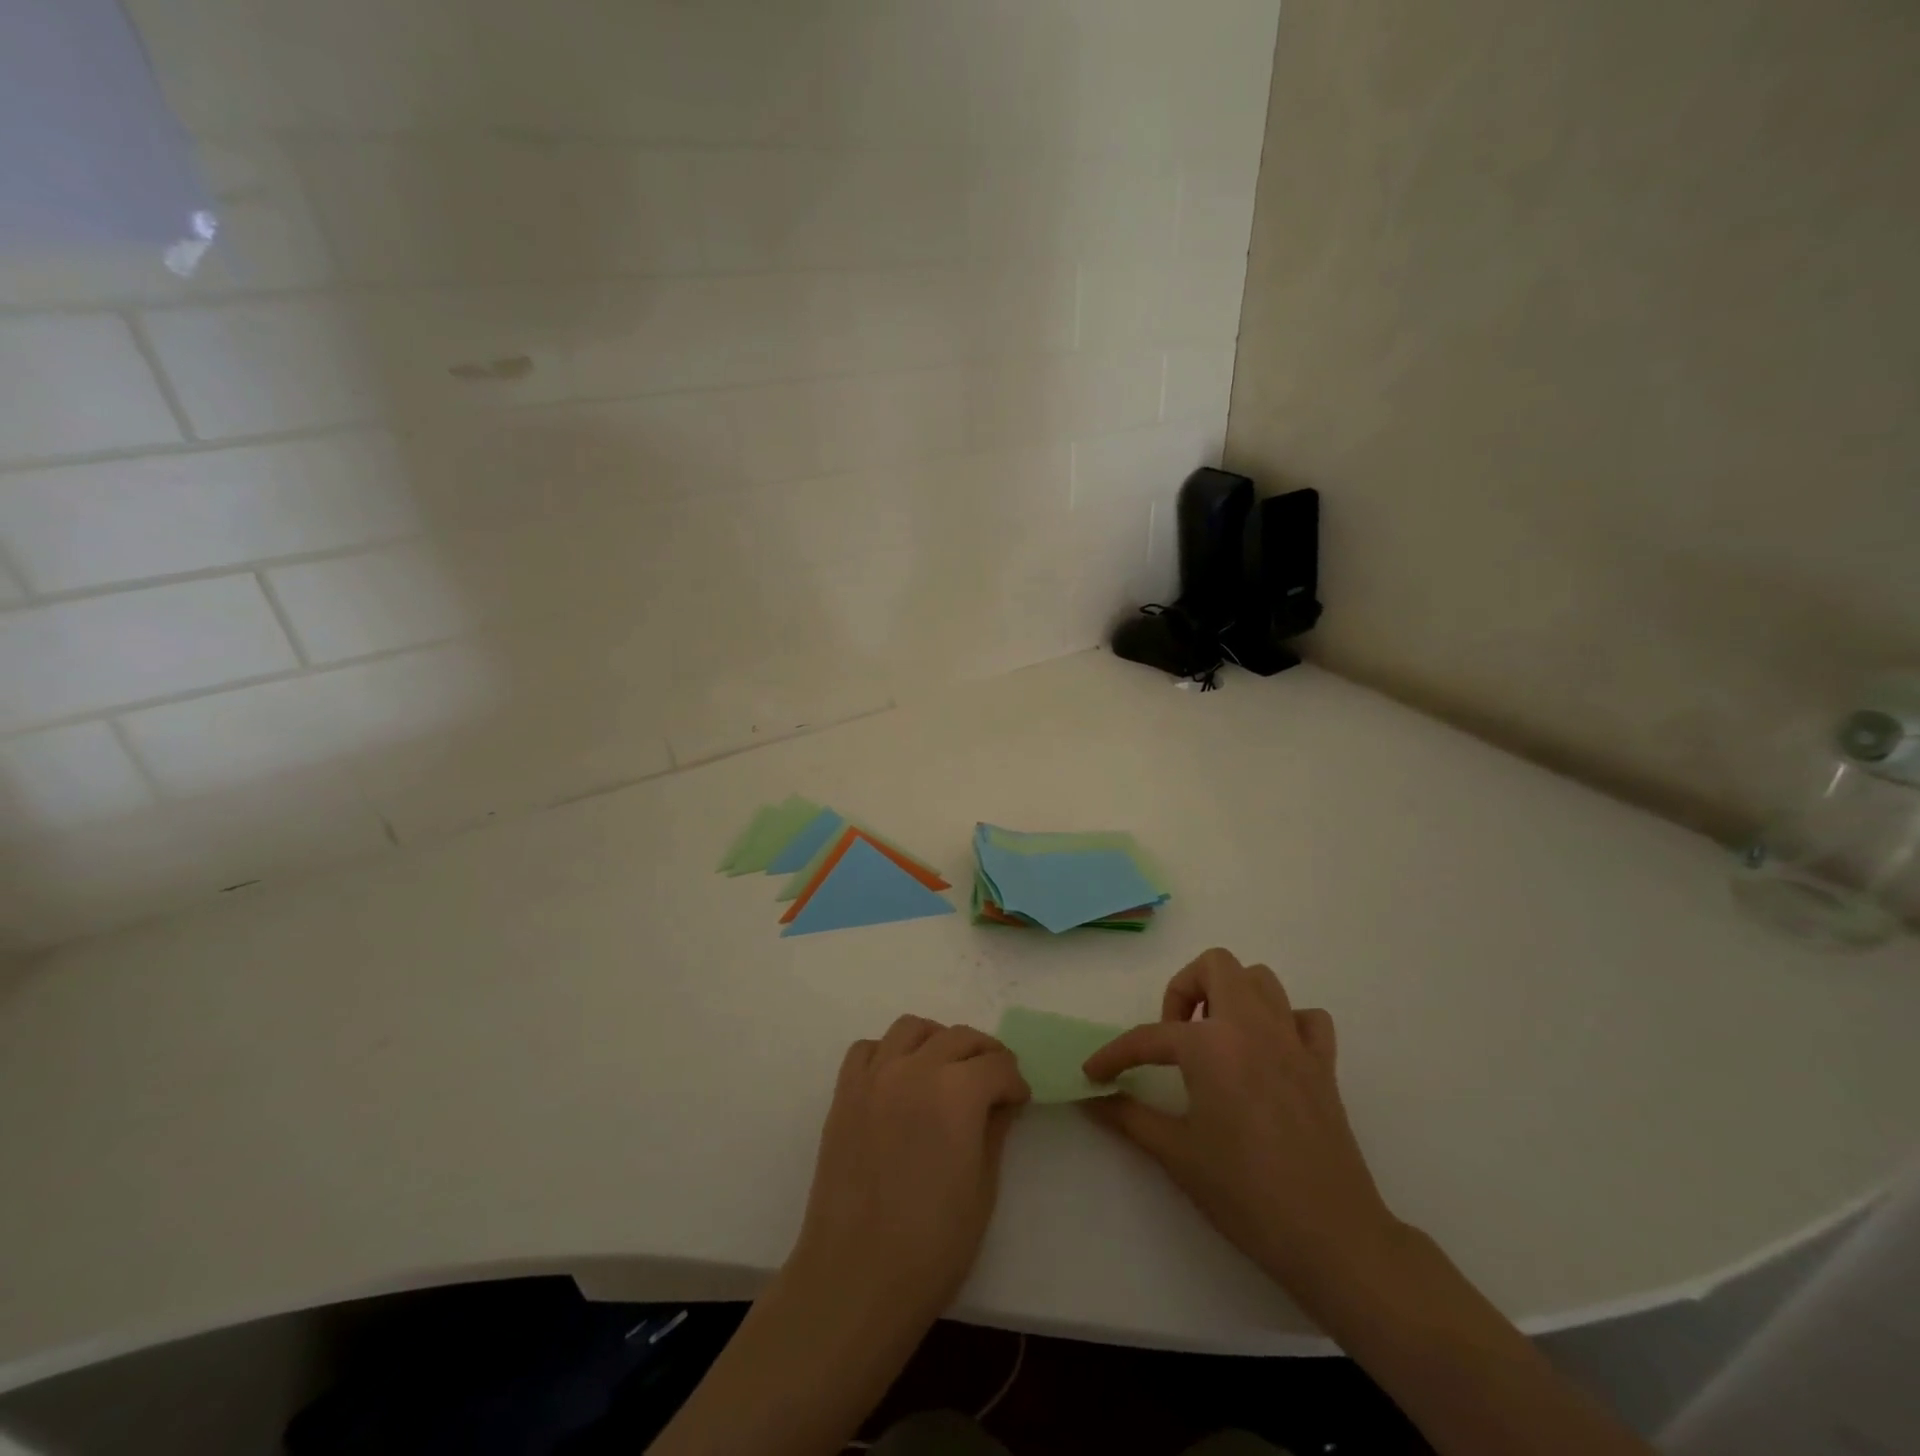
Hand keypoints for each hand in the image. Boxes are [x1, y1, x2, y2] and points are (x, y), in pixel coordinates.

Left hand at [787, 1015, 1030, 1327]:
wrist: (856, 1276)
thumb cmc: (932, 1244)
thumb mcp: (983, 1188)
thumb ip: (994, 1130)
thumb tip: (1002, 1101)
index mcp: (957, 1091)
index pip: (998, 1065)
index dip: (1015, 1082)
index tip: (1019, 1101)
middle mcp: (915, 1068)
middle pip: (959, 1037)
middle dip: (985, 1054)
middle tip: (994, 1082)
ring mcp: (875, 1076)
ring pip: (911, 1028)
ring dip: (937, 1040)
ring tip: (946, 1069)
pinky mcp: (844, 1092)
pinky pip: (868, 1049)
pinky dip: (888, 1053)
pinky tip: (899, 1080)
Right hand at [1082, 948, 1400, 1295]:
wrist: (1330, 1236)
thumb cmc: (1244, 1193)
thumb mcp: (1176, 1154)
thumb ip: (1129, 1118)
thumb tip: (1092, 1101)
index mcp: (1211, 1045)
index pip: (1149, 1037)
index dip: (1114, 1055)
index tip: (1094, 1074)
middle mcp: (1251, 1026)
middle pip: (1215, 966)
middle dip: (1185, 989)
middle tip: (1173, 1034)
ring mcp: (1293, 1041)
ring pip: (1261, 980)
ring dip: (1232, 995)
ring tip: (1215, 1037)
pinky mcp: (1324, 1064)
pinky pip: (1306, 1018)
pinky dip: (1285, 1023)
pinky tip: (1269, 1054)